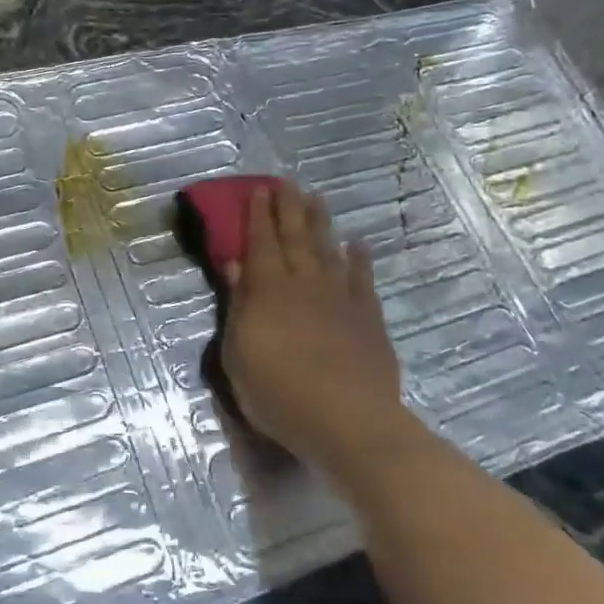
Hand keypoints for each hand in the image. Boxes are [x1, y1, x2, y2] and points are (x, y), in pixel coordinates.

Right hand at [220, 182, 412, 486]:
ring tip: (317, 198)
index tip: (259, 190)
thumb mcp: (239, 354)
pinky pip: (362, 278)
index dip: (258, 215)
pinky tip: (357, 244)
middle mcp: (304, 283)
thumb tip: (235, 264)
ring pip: (328, 249)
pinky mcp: (368, 316)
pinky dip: (359, 258)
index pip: (261, 243)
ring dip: (321, 222)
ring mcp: (340, 297)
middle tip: (287, 182)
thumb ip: (238, 305)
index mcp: (268, 291)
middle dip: (289, 208)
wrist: (348, 421)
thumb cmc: (278, 393)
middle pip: (295, 237)